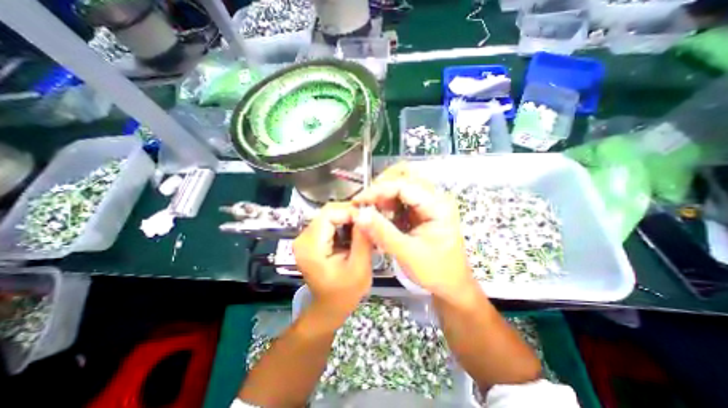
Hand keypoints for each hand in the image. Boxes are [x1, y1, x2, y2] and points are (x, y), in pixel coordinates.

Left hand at [292, 203, 370, 321]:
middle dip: (351, 214)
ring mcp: (305, 238)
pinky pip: (329, 223)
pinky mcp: (311, 239)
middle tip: (370, 222)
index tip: (370, 218)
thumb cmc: (345, 293)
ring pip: (330, 215)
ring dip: (349, 219)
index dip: (350, 211)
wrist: (329, 307)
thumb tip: (368, 214)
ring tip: (366, 228)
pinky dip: (344, 225)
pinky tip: (356, 234)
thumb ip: (363, 240)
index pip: (329, 213)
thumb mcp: (359, 268)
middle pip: (329, 212)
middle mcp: (303, 238)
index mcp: (311, 246)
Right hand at [353, 163, 478, 302]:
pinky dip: (387, 203)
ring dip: (384, 194)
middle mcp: (434, 198)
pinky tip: (380, 215)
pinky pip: (401, 198)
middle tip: (366, 202)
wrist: (451, 284)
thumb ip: (383, 233)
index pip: (404, 185)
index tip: (359, 201)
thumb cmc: (436, 271)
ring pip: (402, 184)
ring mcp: (428, 203)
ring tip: (371, 210)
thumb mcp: (408, 253)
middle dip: (382, 185)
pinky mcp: (421, 211)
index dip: (378, 190)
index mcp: (438, 206)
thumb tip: (359, 214)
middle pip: (405, 176)